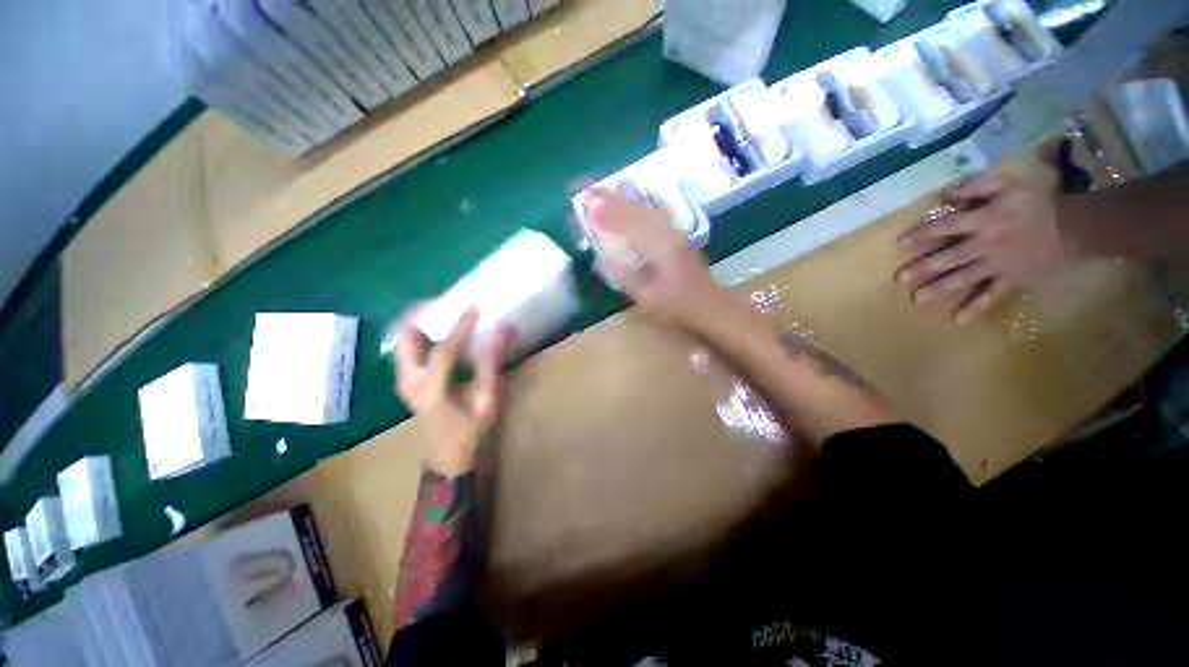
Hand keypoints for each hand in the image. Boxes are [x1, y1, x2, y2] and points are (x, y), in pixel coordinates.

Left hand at [391, 306, 513, 476]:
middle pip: (404, 335)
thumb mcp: (486, 401)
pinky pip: (407, 346)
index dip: (459, 327)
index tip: (474, 306)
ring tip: (444, 310)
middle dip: (422, 313)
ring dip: (419, 319)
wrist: (446, 456)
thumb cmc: (470, 432)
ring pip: (401, 338)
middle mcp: (408, 381)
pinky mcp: (405, 378)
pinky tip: (440, 329)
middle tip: (447, 302)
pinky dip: (420, 331)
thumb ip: (491, 366)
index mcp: (431, 391)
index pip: (442, 350)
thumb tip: (502, 332)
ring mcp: (402, 379)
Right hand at [583, 186, 737, 330]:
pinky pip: (654, 211)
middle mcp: (668, 233)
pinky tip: (630, 196)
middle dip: (611, 199)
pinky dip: (638, 203)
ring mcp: (674, 231)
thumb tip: (599, 260)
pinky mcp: (677, 233)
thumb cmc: (676, 305)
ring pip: (646, 207)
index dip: (606, 214)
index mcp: (660, 249)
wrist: (708, 303)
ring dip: (623, 197)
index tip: (587, 205)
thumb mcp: (647, 298)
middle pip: (636, 210)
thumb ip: (624, 278)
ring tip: (603, 188)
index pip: (628, 225)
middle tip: (588, 190)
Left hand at [895, 173, 1068, 324]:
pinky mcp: (1012, 281)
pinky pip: (991, 296)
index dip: (923, 234)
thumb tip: (945, 193)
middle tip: (900, 278)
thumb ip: (977, 187)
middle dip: (924, 268)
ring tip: (917, 299)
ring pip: (964, 278)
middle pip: (949, 257)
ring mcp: (998, 266)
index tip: (900, 244)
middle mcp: (986, 245)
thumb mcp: (1008, 184)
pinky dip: (976, 308)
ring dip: (940, 289)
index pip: (946, 227)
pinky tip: (958, 320)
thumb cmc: (1038, 203)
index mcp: (984, 221)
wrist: (1075, 228)